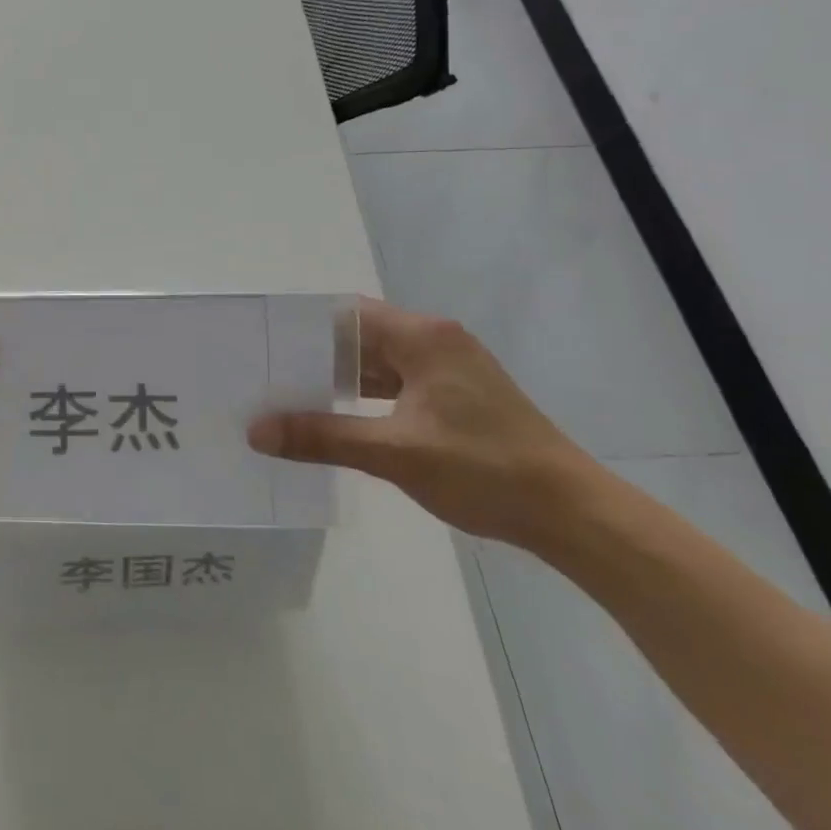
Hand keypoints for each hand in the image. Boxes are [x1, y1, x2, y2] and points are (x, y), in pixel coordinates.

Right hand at [247, 297, 597, 547]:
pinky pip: (396, 384)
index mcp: (422, 337)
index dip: (302, 326)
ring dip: (338, 379)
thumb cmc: (485, 470)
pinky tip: (334, 418)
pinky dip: (364, 397)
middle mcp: (434, 342)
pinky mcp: (456, 396)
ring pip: (377, 363)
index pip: (345, 314)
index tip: (261, 343)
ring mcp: (448, 370)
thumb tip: (256, 432)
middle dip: (313, 355)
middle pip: (359, 336)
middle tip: (264, 372)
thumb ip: (323, 437)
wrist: (574, 515)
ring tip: (287, 396)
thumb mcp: (395, 452)